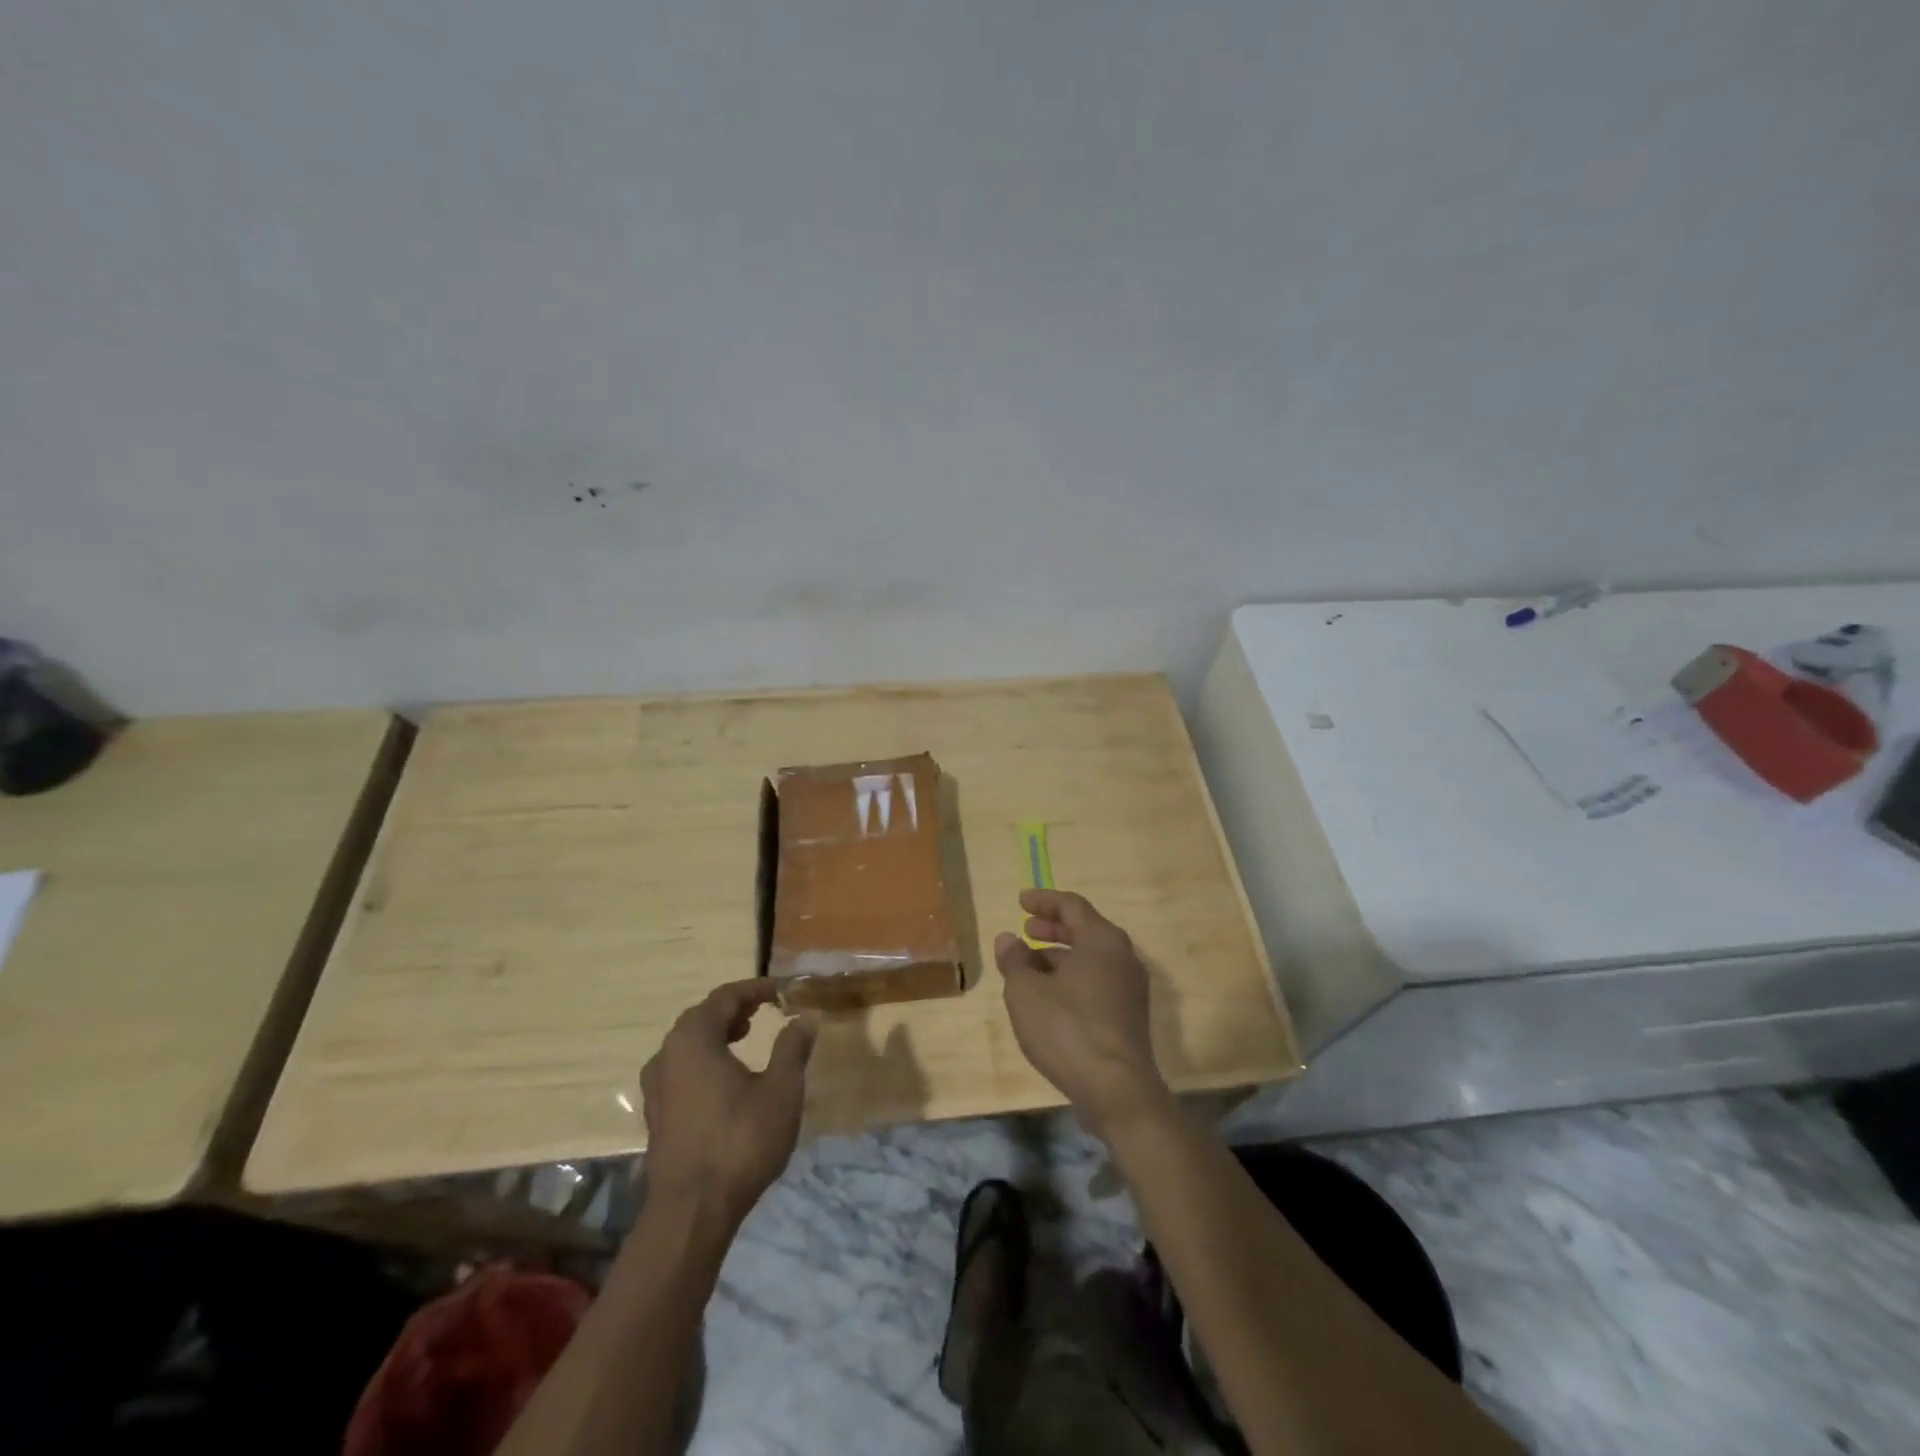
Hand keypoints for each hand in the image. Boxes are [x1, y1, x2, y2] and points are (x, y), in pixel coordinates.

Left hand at [638, 980, 816, 1224]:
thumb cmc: (740, 1141)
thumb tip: (805, 1019)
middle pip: (702, 1017)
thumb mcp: (781, 1090)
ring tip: (746, 1037)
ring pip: (688, 1044)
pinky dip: (704, 1059)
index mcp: (694, 1038)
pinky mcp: (656, 1114)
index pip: (725, 997)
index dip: (755, 989)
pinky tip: (725, 1078)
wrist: (692, 1211)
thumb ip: (792, 1048)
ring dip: (717, 1034)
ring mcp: (656, 1086)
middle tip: (764, 1010)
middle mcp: (667, 1054)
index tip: (781, 990)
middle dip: (735, 1009)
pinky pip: (681, 1069)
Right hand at [994, 889, 1168, 1136]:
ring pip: (1091, 958)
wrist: (1117, 1090)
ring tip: (1029, 965)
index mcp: (1102, 940)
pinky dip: (1073, 977)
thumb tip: (1008, 939)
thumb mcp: (1026, 992)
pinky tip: (1050, 995)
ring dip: (1060, 955)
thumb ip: (1015, 960)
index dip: (1043, 901)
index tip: (1020, 901)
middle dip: (1052, 928)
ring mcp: (1130, 987)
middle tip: (1026, 930)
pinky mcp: (1130, 1015)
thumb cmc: (1068, 1029)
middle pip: (1085, 930)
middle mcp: (1123, 956)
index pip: (1071, 906)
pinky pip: (1098, 981)